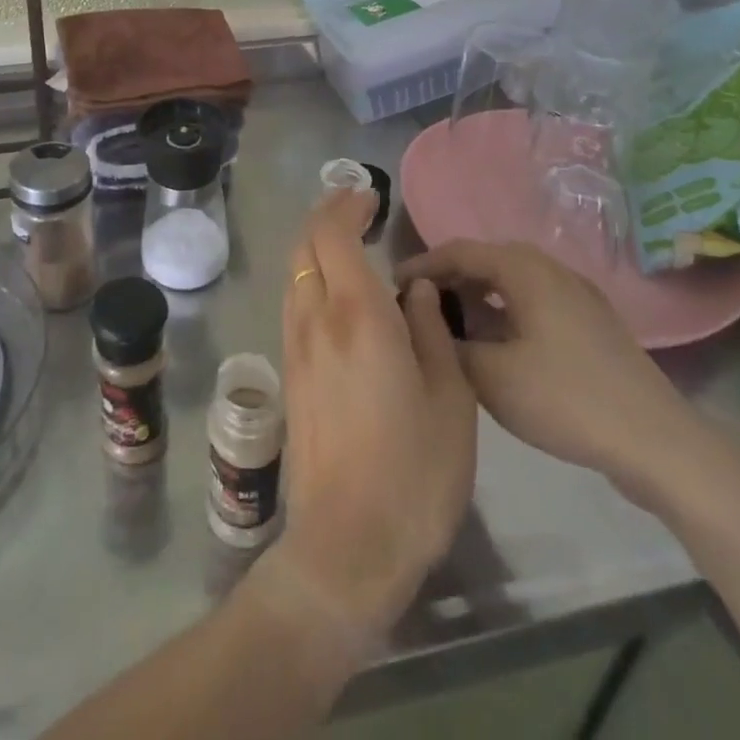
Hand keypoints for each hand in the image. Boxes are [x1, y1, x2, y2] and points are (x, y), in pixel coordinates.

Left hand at [269, 189, 476, 642]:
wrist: (347, 543)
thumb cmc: (414, 472)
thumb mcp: (449, 398)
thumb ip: (429, 330)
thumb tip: (413, 288)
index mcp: (356, 315)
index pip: (334, 234)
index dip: (346, 206)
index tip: (369, 195)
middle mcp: (315, 319)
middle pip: (305, 246)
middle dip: (326, 216)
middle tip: (357, 208)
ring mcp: (295, 346)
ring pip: (295, 273)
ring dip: (315, 246)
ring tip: (348, 243)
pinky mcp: (289, 373)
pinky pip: (295, 302)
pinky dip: (311, 277)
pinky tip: (338, 293)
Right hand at [394, 240, 714, 508]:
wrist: (659, 444)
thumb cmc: (566, 399)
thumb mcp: (489, 375)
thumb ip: (447, 339)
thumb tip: (424, 316)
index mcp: (525, 270)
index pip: (459, 251)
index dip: (422, 265)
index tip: (392, 285)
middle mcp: (551, 269)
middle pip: (487, 261)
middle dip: (449, 279)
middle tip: (419, 305)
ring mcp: (578, 295)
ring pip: (512, 282)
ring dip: (478, 296)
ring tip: (452, 325)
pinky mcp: (592, 323)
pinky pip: (534, 301)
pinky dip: (505, 311)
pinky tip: (496, 344)